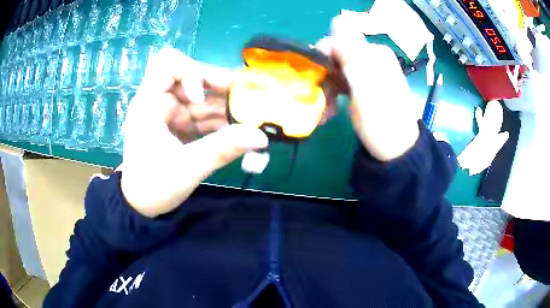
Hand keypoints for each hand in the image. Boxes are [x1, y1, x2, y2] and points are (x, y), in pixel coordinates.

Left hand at [120, 48, 267, 217]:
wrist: (140, 206)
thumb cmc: (153, 187)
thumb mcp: (187, 168)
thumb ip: (222, 149)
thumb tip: (261, 136)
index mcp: (149, 104)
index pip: (167, 63)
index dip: (189, 72)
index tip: (201, 97)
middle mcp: (160, 102)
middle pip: (192, 77)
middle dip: (218, 86)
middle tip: (247, 97)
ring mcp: (171, 114)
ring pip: (202, 97)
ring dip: (225, 106)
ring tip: (249, 117)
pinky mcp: (179, 126)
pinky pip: (203, 115)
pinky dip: (220, 121)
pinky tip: (237, 132)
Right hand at [316, 16, 419, 160]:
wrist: (397, 151)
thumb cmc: (381, 120)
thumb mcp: (365, 84)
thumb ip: (351, 50)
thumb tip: (337, 20)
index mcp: (374, 52)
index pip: (339, 38)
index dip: (324, 55)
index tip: (320, 77)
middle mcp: (372, 58)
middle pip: (336, 55)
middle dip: (325, 75)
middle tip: (323, 98)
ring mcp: (370, 73)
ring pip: (337, 70)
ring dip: (328, 88)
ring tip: (327, 111)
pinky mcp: (366, 87)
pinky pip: (344, 83)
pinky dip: (334, 95)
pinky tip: (331, 111)